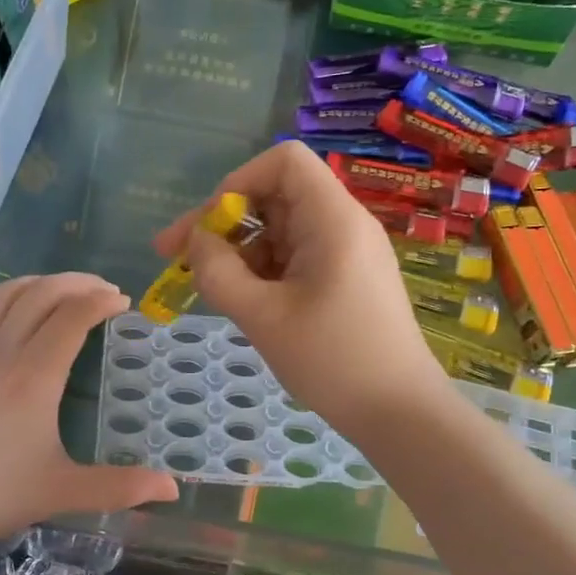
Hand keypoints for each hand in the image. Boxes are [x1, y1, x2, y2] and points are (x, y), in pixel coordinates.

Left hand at [0, 273, 177, 546]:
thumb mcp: (61, 492)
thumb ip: (119, 487)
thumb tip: (173, 489)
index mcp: (35, 374)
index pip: (74, 316)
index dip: (102, 301)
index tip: (124, 302)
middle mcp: (2, 350)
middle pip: (42, 294)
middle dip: (77, 282)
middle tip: (103, 289)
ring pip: (4, 295)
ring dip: (38, 283)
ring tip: (61, 288)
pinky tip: (3, 310)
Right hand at [152, 142, 447, 438]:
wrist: (399, 413)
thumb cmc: (332, 360)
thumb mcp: (262, 316)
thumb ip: (218, 271)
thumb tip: (196, 240)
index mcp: (332, 219)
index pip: (283, 161)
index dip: (238, 182)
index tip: (210, 225)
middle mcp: (343, 224)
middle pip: (276, 195)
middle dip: (224, 221)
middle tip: (176, 256)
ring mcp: (347, 252)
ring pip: (281, 229)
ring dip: (239, 251)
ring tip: (209, 288)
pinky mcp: (346, 278)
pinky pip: (295, 256)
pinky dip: (263, 270)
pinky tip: (242, 300)